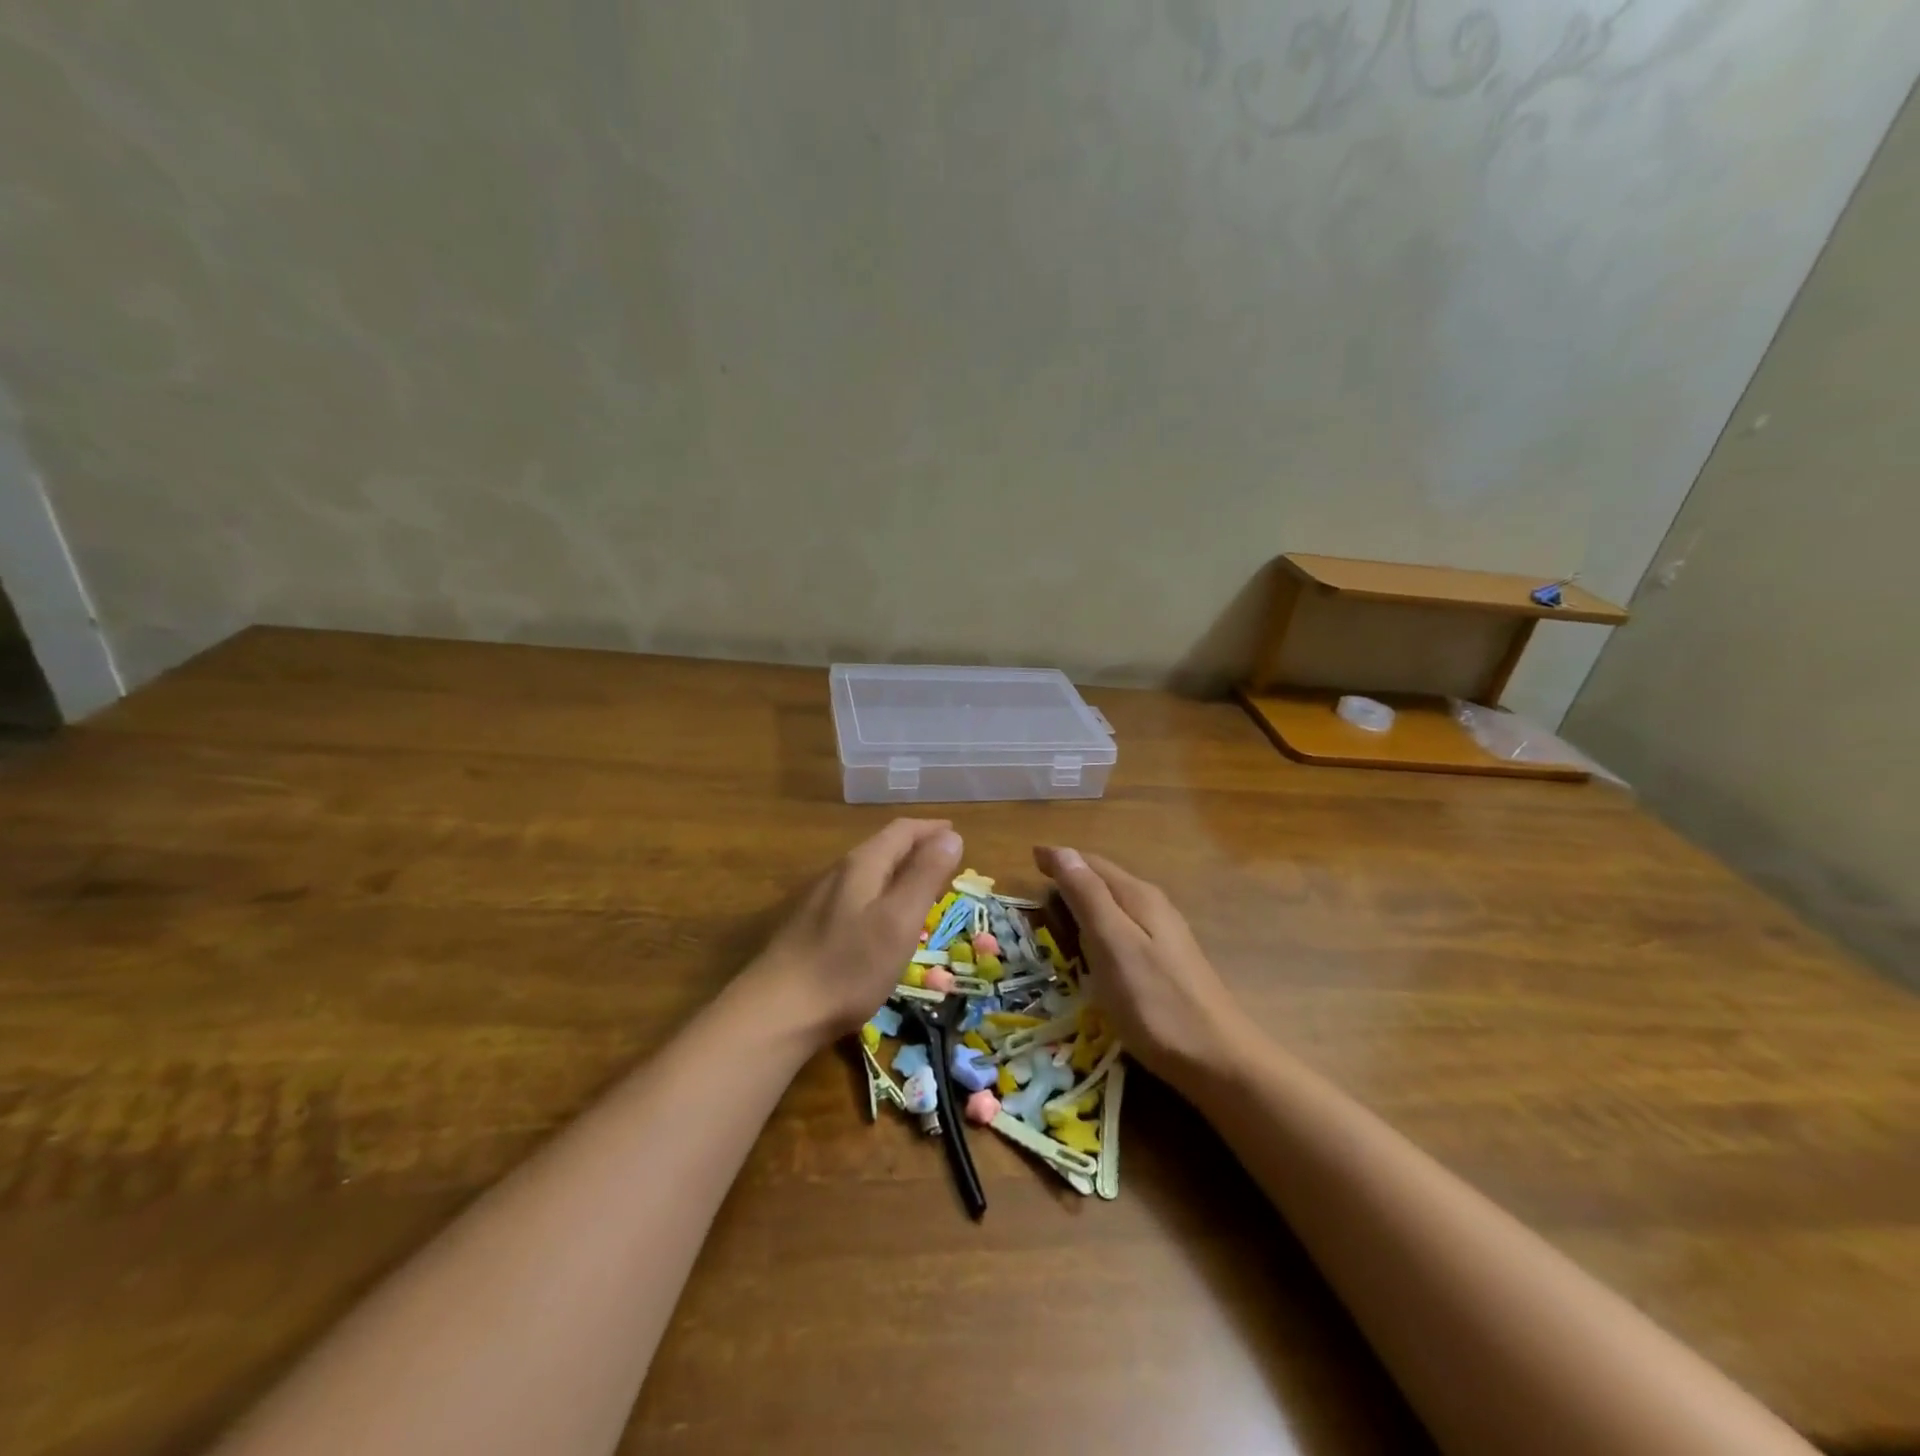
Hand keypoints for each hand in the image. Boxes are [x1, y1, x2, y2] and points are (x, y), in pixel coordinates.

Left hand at [747, 819, 964, 1043]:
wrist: (777, 1012)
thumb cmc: (848, 966)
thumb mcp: (898, 920)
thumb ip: (925, 876)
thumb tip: (951, 836)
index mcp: (863, 865)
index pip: (902, 831)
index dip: (931, 829)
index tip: (956, 834)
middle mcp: (839, 873)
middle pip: (883, 848)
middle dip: (916, 849)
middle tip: (945, 861)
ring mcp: (820, 900)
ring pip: (868, 873)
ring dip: (898, 872)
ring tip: (921, 887)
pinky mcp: (811, 927)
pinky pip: (856, 897)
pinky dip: (881, 894)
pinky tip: (883, 920)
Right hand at [1033, 846, 1252, 1086]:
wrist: (1218, 1060)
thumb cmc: (1155, 1001)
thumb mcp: (1112, 943)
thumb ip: (1087, 896)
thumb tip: (1062, 850)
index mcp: (1138, 896)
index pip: (1091, 864)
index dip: (1060, 859)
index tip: (1030, 859)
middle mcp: (1154, 906)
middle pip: (1105, 880)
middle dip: (1071, 877)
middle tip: (1037, 886)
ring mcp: (1165, 935)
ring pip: (1115, 904)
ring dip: (1085, 901)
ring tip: (1058, 912)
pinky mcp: (1167, 962)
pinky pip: (1124, 928)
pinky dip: (1100, 927)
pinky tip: (1094, 946)